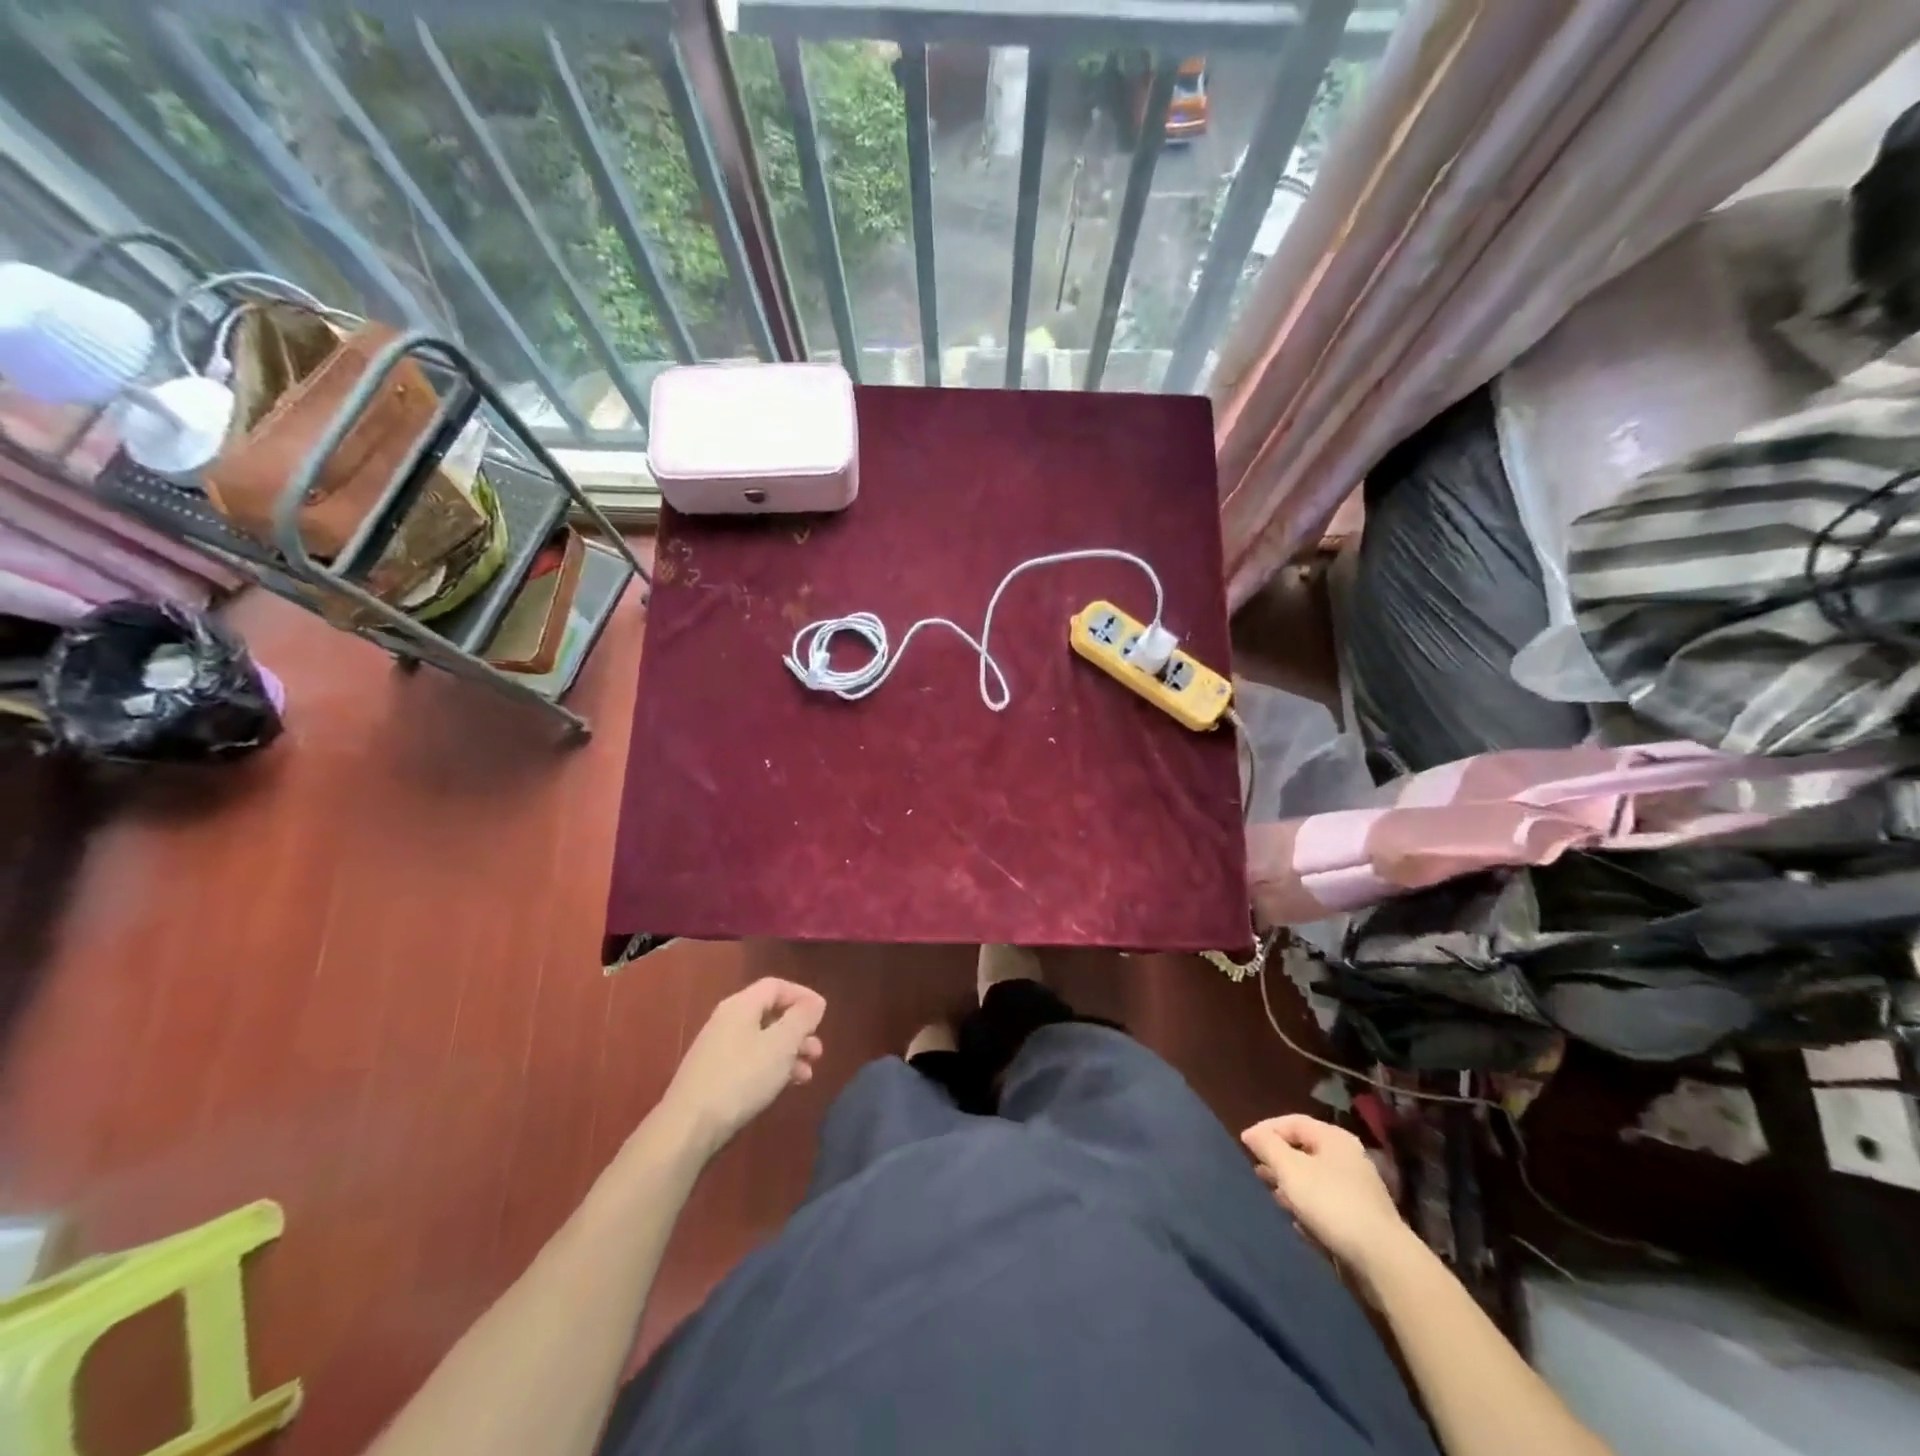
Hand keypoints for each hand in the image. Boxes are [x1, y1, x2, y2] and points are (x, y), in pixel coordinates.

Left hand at [657, 979, 825, 1155]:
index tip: (822, 1014)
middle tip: (817, 1051)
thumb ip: (801, 1019)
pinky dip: (772, 1068)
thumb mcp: (781, 1045)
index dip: (802, 995)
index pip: (776, 986)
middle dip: (798, 1030)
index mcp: (741, 1006)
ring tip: (807, 1074)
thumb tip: (815, 1002)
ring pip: (763, 1041)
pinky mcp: (715, 1076)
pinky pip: (751, 1061)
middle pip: (770, 1015)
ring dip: (789, 1053)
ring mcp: (718, 1049)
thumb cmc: (741, 1078)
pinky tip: (785, 1086)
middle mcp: (727, 1021)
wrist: (689, 1128)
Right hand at [1241, 1114, 1410, 1277]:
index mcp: (1334, 1138)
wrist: (1383, 1260)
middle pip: (1304, 1150)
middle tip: (1256, 1171)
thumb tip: (1251, 1133)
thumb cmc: (1331, 1203)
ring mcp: (1358, 1188)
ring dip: (1291, 1185)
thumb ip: (1268, 1146)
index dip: (1266, 1130)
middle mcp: (1348, 1157)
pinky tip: (1298, 1222)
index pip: (1292, 1122)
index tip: (1244, 1145)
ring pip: (1315, 1178)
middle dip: (1278, 1160)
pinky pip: (1327, 1203)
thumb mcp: (1290, 1170)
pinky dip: (1309, 1207)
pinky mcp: (1362, 1218)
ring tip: (1273, 1196)